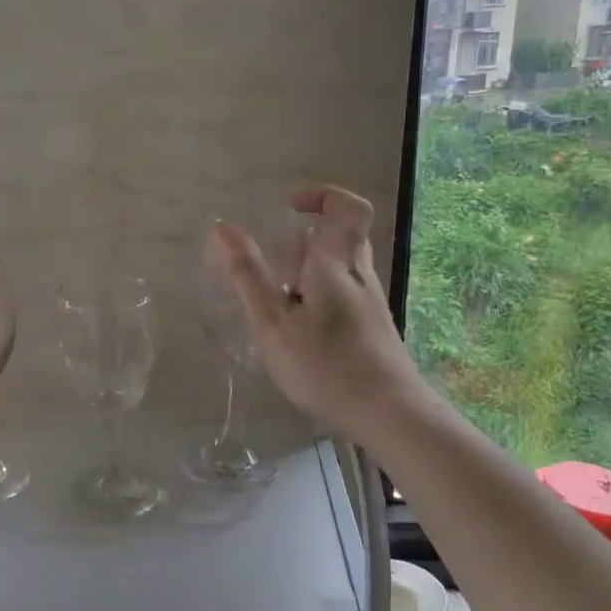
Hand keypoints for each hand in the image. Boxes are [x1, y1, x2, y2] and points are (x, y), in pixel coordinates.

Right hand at [212, 185, 425, 441]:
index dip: (323, 196)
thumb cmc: (325, 366)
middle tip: (273, 273)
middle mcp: (359, 275)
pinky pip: (343, 293)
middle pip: (339, 238)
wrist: (389, 414)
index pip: (347, 208)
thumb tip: (222, 228)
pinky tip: (300, 333)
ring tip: (279, 310)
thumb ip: (247, 276)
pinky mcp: (372, 326)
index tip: (291, 206)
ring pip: (339, 268)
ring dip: (307, 275)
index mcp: (336, 264)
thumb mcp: (273, 323)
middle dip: (302, 245)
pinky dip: (317, 298)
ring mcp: (370, 302)